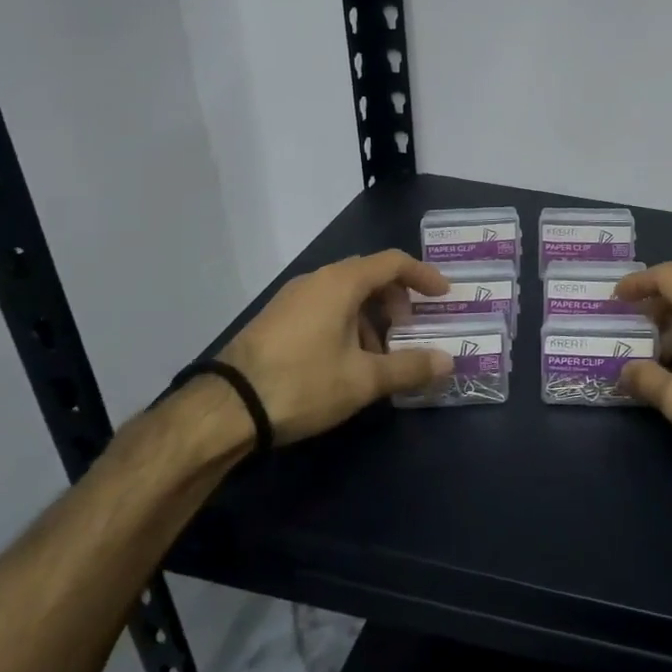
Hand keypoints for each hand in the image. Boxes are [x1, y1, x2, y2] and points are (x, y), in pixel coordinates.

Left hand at [214, 250, 452, 443]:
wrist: (224, 409)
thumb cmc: (303, 383)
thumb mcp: (363, 379)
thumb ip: (409, 367)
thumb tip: (448, 362)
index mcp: (341, 283)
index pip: (393, 262)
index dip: (423, 276)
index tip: (443, 296)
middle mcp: (317, 280)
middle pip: (369, 275)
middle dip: (397, 299)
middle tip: (410, 329)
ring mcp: (292, 298)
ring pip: (345, 294)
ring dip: (371, 316)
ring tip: (379, 354)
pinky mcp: (276, 319)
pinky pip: (324, 307)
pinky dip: (347, 323)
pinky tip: (345, 361)